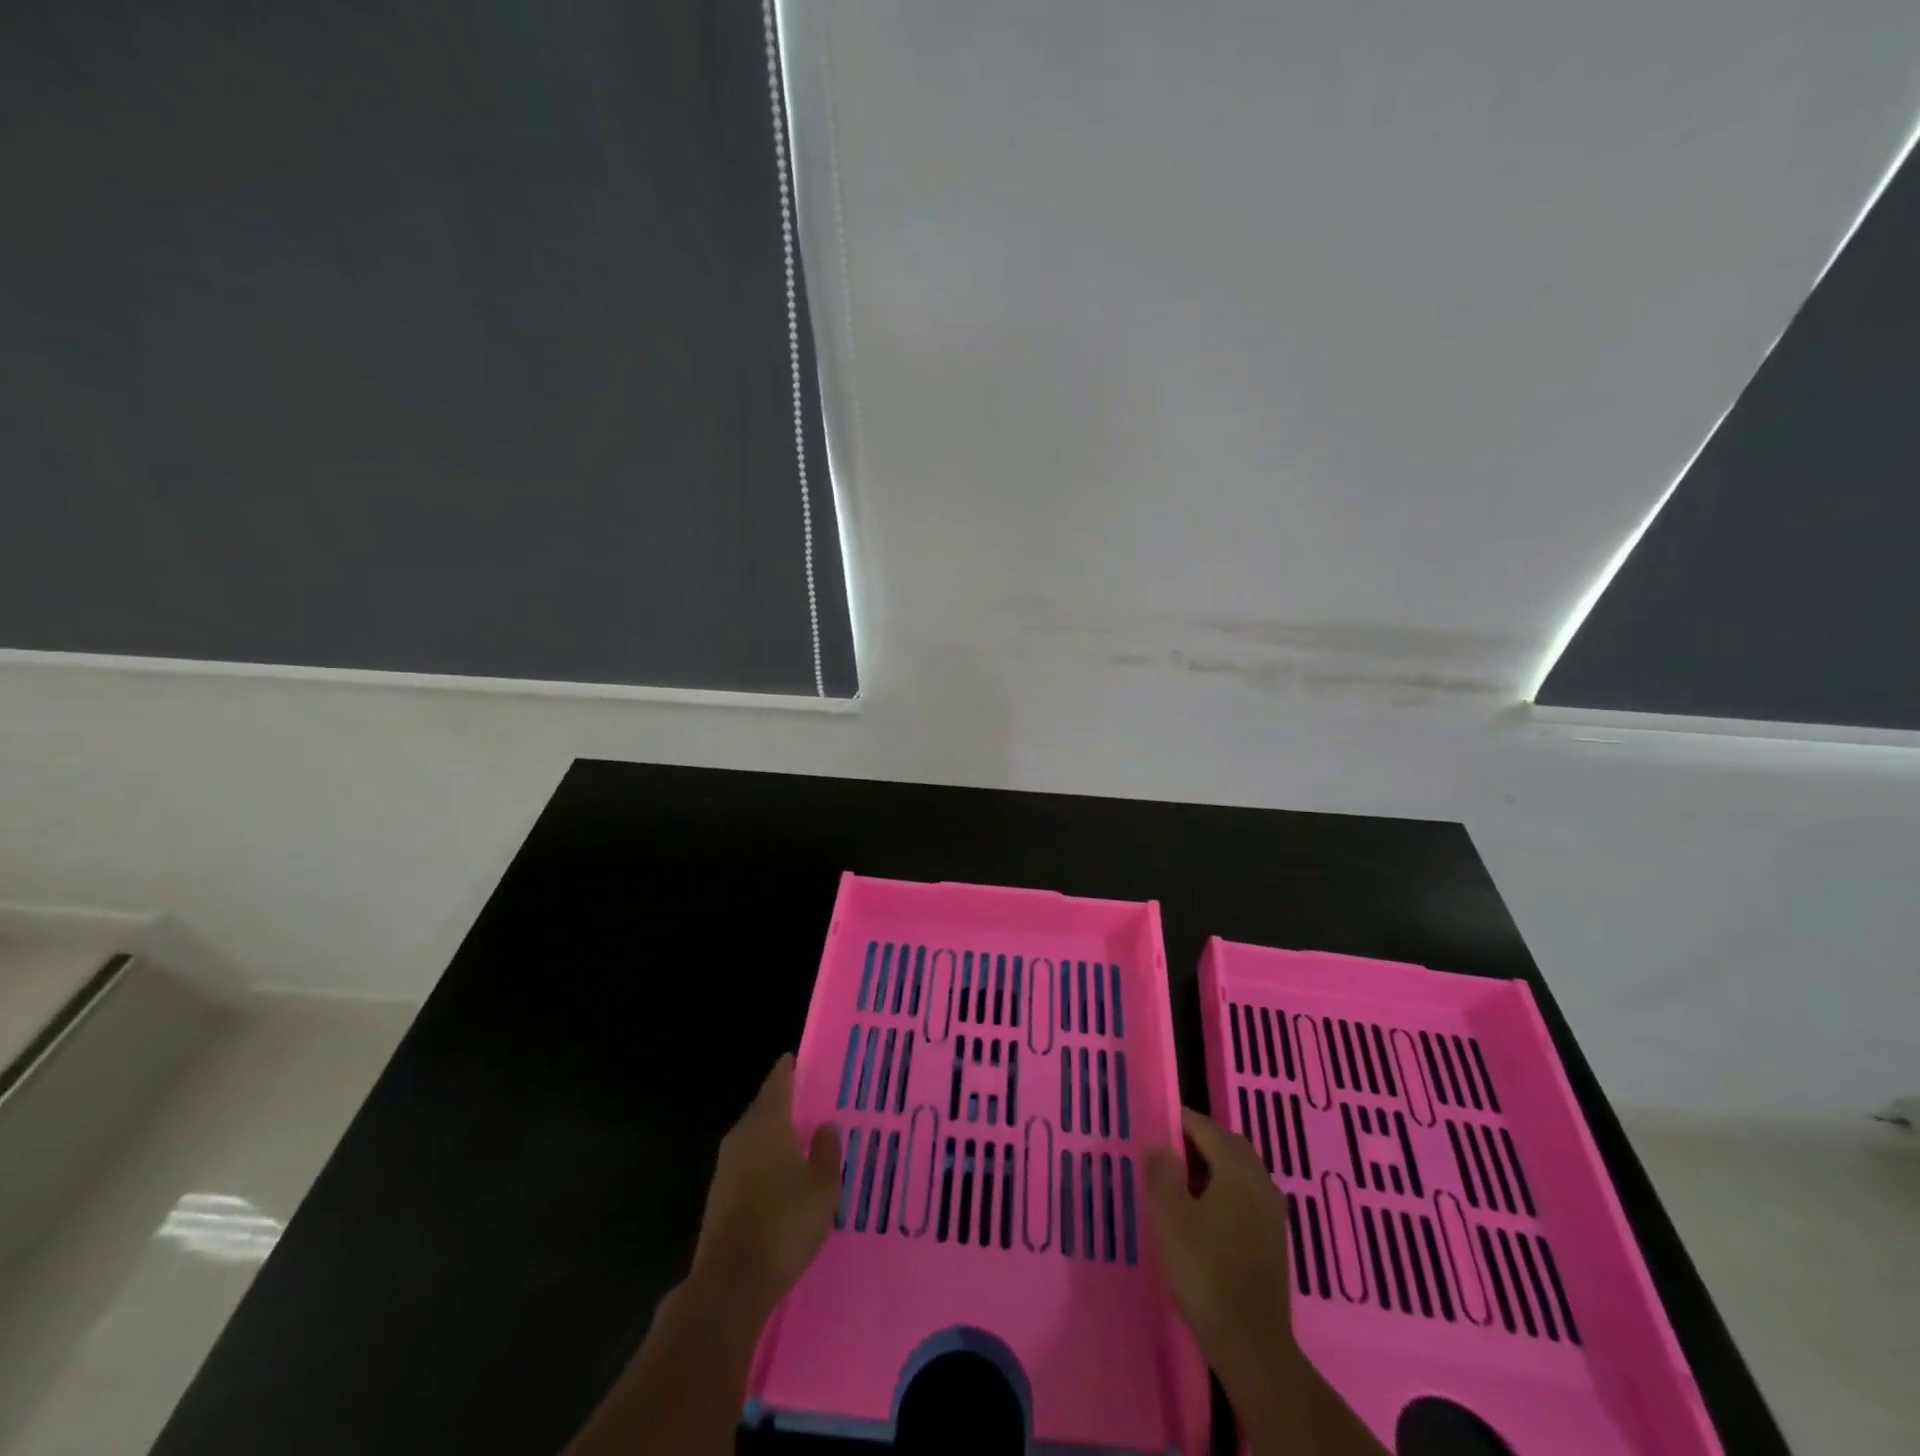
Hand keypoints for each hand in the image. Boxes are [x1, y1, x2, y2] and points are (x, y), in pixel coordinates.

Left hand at [688, 1054, 840, 1320]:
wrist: (731, 1283)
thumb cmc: (784, 1223)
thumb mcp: (823, 1186)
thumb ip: (827, 1150)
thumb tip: (826, 1125)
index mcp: (767, 1123)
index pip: (777, 1083)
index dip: (788, 1070)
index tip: (796, 1060)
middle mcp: (741, 1136)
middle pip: (762, 1109)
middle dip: (782, 1103)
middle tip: (805, 1099)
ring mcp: (725, 1168)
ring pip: (752, 1137)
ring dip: (771, 1134)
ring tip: (797, 1137)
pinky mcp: (718, 1198)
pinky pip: (746, 1164)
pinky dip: (762, 1161)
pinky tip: (778, 1176)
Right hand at [1145, 1106, 1300, 1390]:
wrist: (1250, 1342)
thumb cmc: (1205, 1270)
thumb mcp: (1170, 1216)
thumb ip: (1162, 1173)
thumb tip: (1161, 1147)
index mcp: (1238, 1169)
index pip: (1206, 1128)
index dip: (1179, 1122)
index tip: (1154, 1125)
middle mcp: (1261, 1182)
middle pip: (1229, 1145)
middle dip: (1198, 1142)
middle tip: (1167, 1154)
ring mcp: (1272, 1213)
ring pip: (1240, 1172)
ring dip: (1212, 1168)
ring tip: (1180, 1185)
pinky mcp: (1274, 1240)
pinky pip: (1247, 1196)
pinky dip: (1225, 1192)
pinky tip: (1203, 1216)